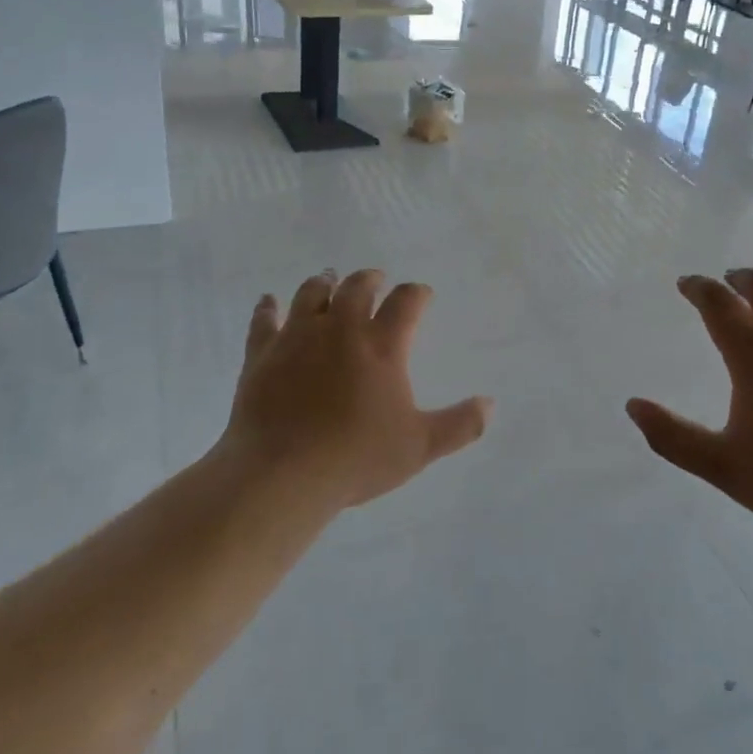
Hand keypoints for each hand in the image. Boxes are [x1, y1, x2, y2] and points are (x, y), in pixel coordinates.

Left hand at [221, 270, 491, 508]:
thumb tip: (490, 404)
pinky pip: (264, 320)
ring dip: (324, 283)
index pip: (406, 301)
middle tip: (375, 280)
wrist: (281, 474)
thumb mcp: (419, 447)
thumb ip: (459, 425)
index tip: (422, 294)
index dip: (417, 293)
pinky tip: (268, 302)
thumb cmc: (356, 458)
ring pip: (311, 293)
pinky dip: (268, 308)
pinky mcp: (262, 353)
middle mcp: (341, 329)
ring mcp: (298, 337)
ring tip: (328, 280)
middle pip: (357, 286)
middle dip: (370, 279)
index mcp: (382, 345)